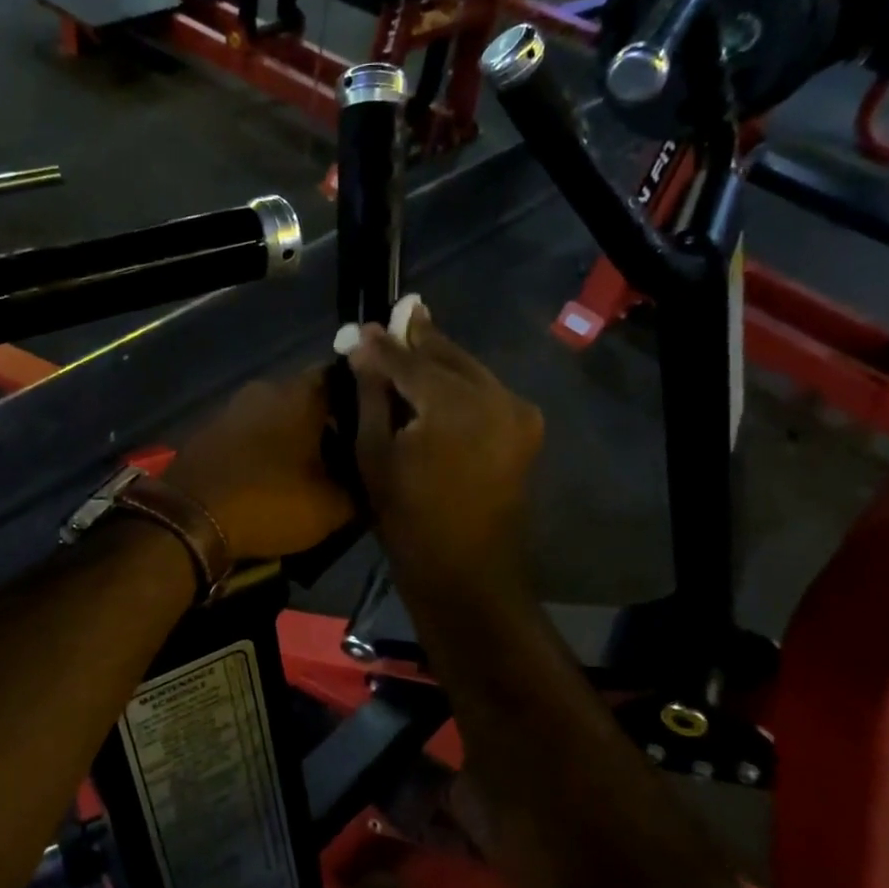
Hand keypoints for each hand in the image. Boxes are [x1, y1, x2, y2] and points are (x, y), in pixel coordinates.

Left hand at [165, 369, 355, 560]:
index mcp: (301, 393)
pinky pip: (249, 433)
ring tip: (308, 473)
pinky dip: (263, 450)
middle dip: (327, 425)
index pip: (345, 379)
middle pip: (309, 399)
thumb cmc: (269, 501)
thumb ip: (361, 488)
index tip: (374, 428)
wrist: (189, 519)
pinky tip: (270, 478)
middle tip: (345, 458)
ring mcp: (232, 408)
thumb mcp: (332, 507)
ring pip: (276, 416)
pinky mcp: (209, 431)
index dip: (363, 402)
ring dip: (292, 438)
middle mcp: (266, 388)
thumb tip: (373, 480)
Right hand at [347, 311, 543, 592]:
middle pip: (448, 357)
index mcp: (455, 405)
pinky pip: (486, 391)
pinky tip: (438, 375)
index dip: (383, 345)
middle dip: (419, 339)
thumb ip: (371, 394)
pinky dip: (460, 382)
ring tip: (413, 337)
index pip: (410, 361)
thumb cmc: (408, 520)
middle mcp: (496, 396)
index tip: (362, 326)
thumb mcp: (374, 455)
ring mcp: (518, 412)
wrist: (467, 573)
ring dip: (440, 358)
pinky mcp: (526, 428)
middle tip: (398, 314)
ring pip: (470, 370)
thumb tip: (363, 348)